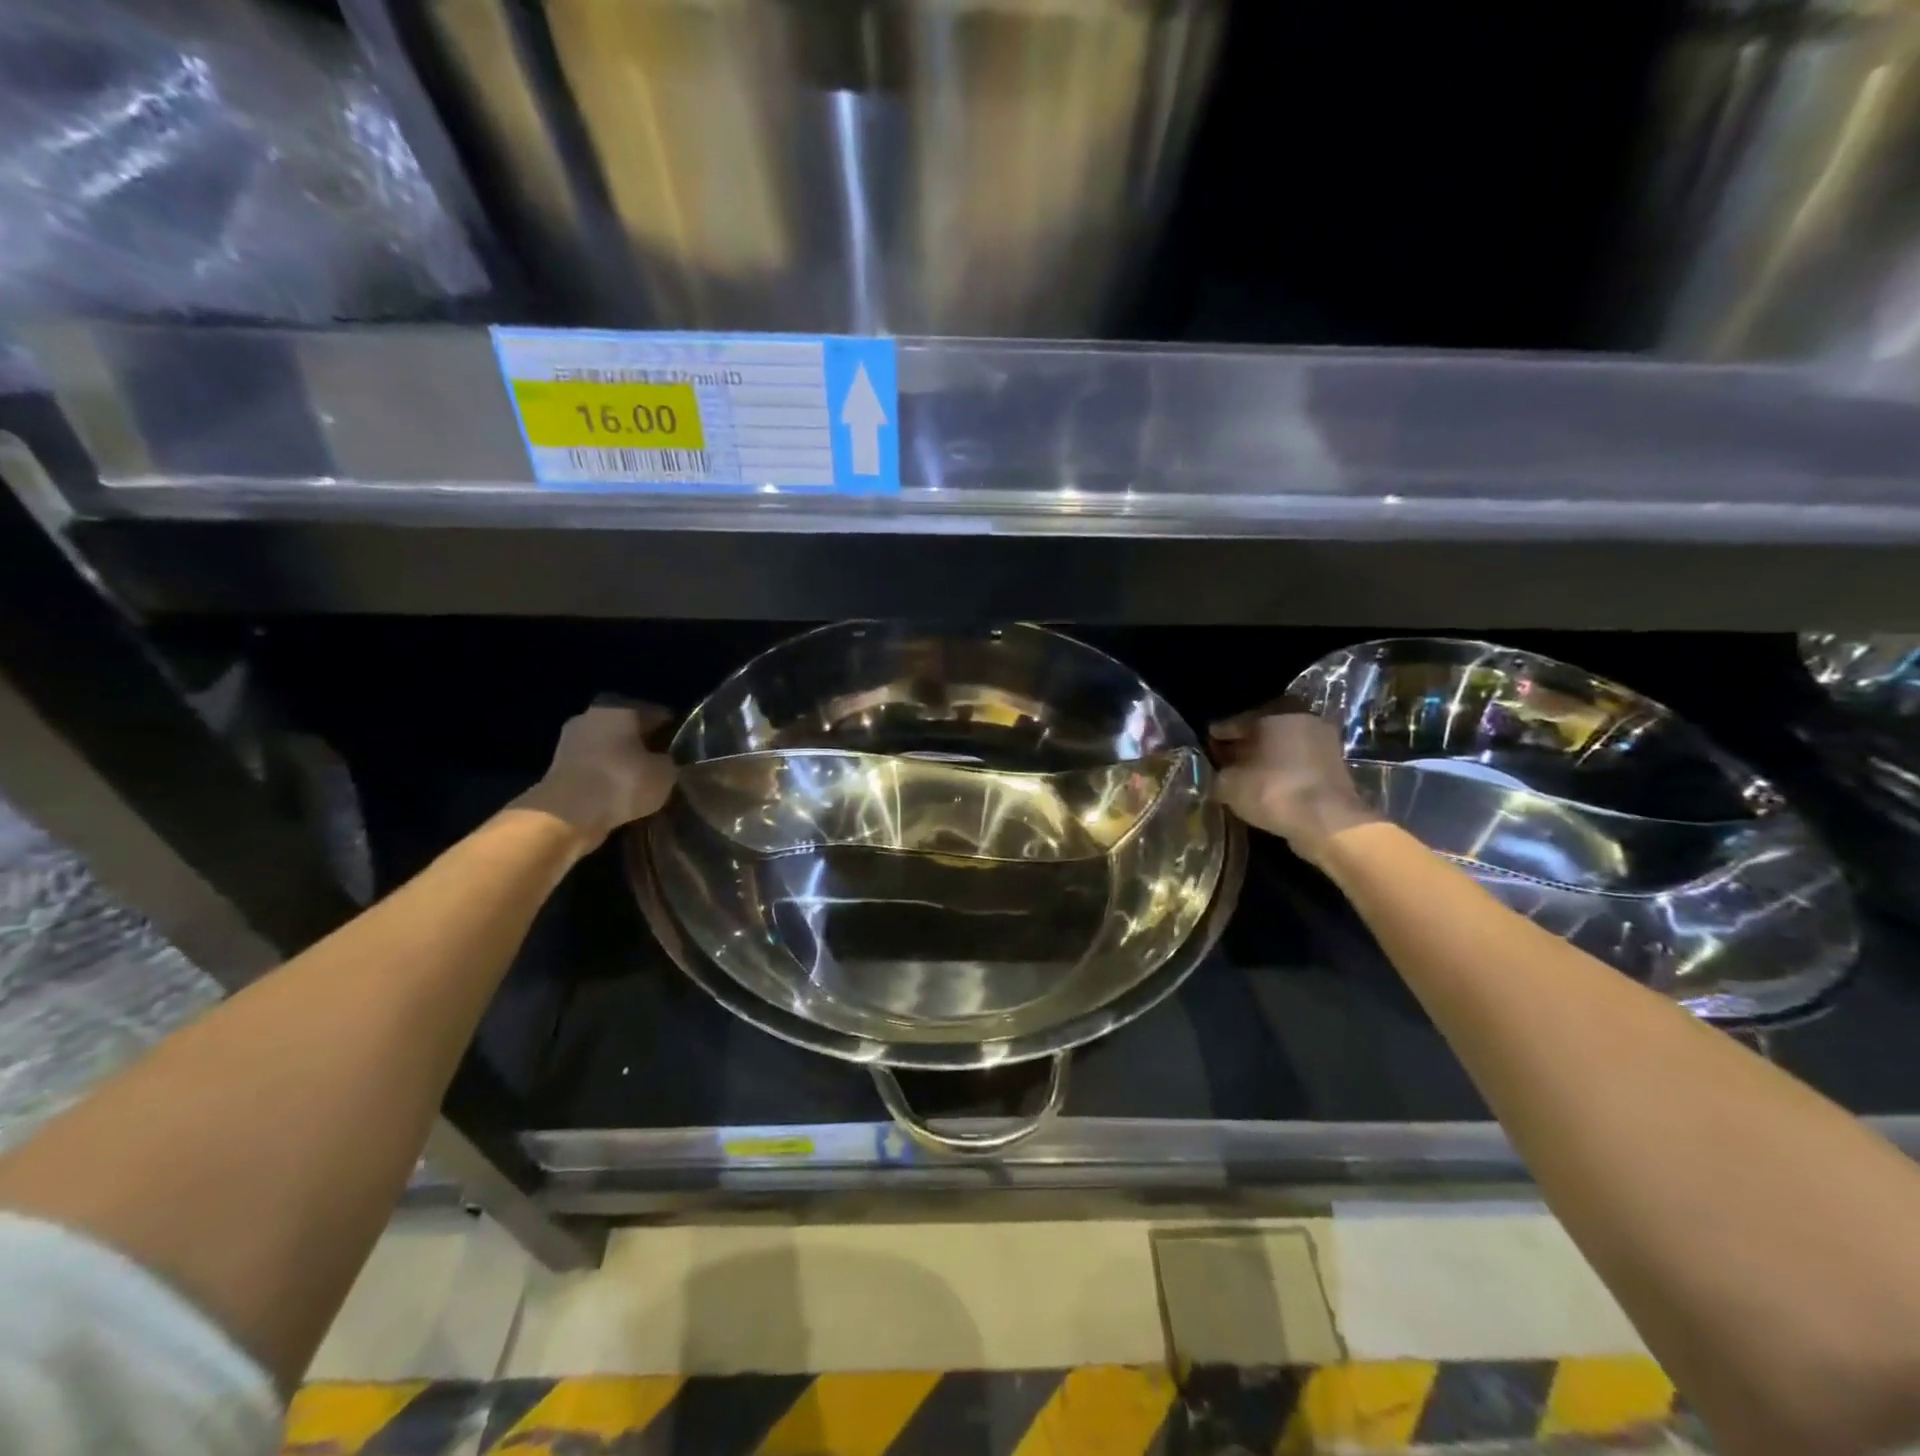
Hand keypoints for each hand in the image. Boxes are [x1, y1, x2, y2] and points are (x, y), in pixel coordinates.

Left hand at [512, 702, 677, 848]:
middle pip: (628, 730)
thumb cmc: (622, 781)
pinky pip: (593, 770)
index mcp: (620, 708)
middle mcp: (592, 717)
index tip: (684, 749)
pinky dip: (606, 780)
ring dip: (623, 764)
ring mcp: (570, 742)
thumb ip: (669, 762)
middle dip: (644, 746)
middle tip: (663, 766)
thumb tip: (666, 761)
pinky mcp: (558, 769)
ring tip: (643, 784)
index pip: (657, 714)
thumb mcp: (665, 773)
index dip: (673, 731)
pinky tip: (621, 796)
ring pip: (608, 750)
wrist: (567, 815)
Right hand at [1211, 708, 1379, 864]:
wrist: (1328, 822)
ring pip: (1283, 748)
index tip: (1207, 742)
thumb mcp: (1229, 785)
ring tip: (1245, 775)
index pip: (1237, 722)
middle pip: (1263, 732)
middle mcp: (1301, 722)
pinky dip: (1282, 772)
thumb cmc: (1273, 792)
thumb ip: (1219, 775)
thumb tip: (1219, 775)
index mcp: (1274, 717)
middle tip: (1225, 758)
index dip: (1218, 734)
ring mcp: (1323, 744)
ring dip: (1265, 759)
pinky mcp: (1335, 768)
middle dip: (1243, 745)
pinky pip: (1298, 764)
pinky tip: (1267, 786)